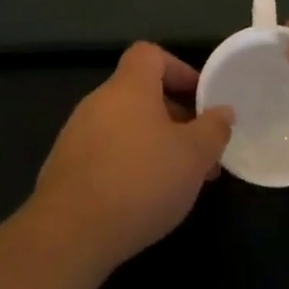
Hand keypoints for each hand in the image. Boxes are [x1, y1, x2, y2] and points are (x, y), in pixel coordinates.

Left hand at [31, 42, 234, 267]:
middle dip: (174, 118)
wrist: (69, 233)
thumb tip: (222, 112)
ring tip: (178, 181)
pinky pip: (105, 154)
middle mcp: (98, 102)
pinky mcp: (65, 168)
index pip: (149, 54)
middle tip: (199, 151)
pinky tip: (143, 200)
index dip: (178, 69)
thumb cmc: (140, 181)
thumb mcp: (194, 156)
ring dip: (153, 145)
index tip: (200, 97)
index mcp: (128, 87)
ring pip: (124, 127)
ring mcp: (76, 135)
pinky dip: (128, 165)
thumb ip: (213, 129)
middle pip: (139, 94)